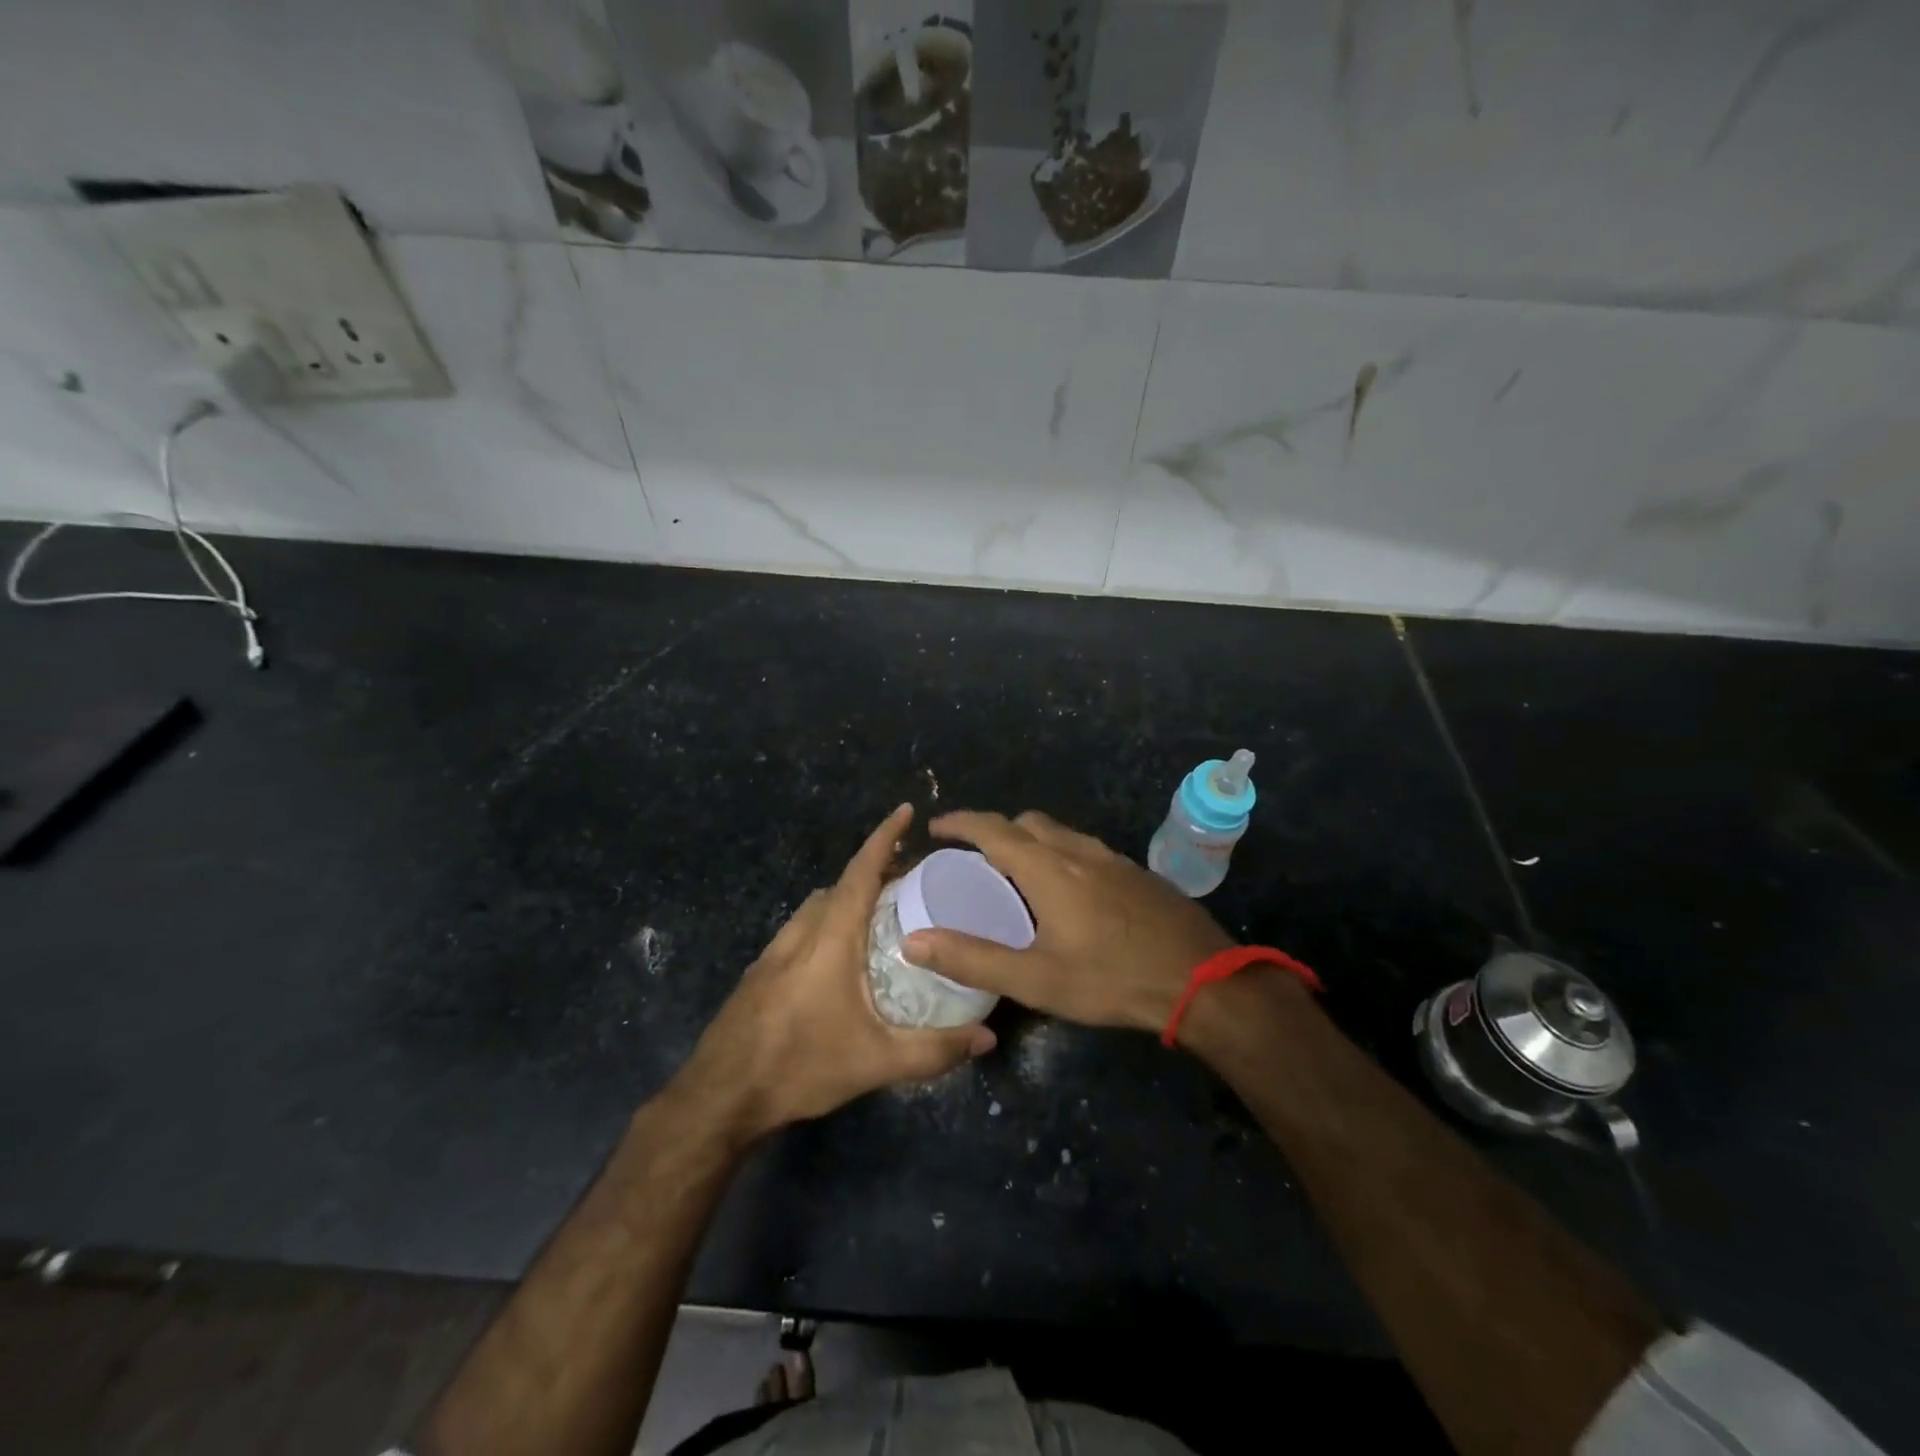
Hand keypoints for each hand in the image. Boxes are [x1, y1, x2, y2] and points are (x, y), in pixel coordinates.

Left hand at [677, 805, 994, 1138]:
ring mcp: (774, 951)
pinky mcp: (761, 972)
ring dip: (848, 897)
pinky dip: (828, 922)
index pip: (861, 872)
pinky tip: (841, 959)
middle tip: (911, 879)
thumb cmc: (800, 1066)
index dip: (884, 837)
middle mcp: (800, 933)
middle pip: (840, 885)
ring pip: (817, 906)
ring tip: (882, 916)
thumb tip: (987, 1038)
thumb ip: (935, 1049)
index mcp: (829, 939)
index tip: (906, 811)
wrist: (721, 1096)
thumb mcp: (876, 1062)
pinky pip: (802, 929)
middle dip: (875, 871)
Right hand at [901, 810, 1233, 1035]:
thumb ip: (973, 959)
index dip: (960, 822)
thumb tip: (914, 941)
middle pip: (1026, 822)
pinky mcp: (1135, 873)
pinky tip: (1066, 891)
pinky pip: (1084, 848)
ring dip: (1029, 839)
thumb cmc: (1112, 979)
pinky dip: (1059, 853)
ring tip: (1014, 873)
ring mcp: (1112, 859)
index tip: (935, 827)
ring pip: (1059, 832)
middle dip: (994, 829)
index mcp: (1048, 868)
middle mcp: (1078, 851)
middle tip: (972, 857)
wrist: (1202, 980)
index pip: (992, 829)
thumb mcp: (1036, 979)